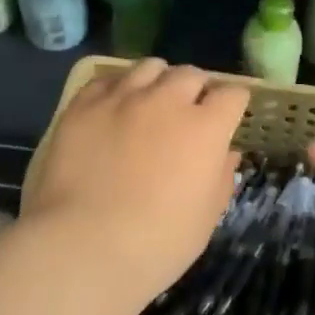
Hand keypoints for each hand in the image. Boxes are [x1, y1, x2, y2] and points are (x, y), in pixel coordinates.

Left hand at [23, 60, 250, 304]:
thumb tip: (227, 153)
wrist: (82, 247)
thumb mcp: (206, 218)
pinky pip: (108, 80)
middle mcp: (167, 101)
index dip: (233, 104)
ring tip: (152, 101)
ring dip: (159, 81)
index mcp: (205, 128)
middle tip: (190, 111)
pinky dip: (119, 88)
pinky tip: (115, 107)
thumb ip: (221, 178)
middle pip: (191, 74)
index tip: (228, 117)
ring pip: (150, 67)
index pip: (232, 94)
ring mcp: (123, 98)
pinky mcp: (84, 105)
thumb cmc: (157, 243)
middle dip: (197, 89)